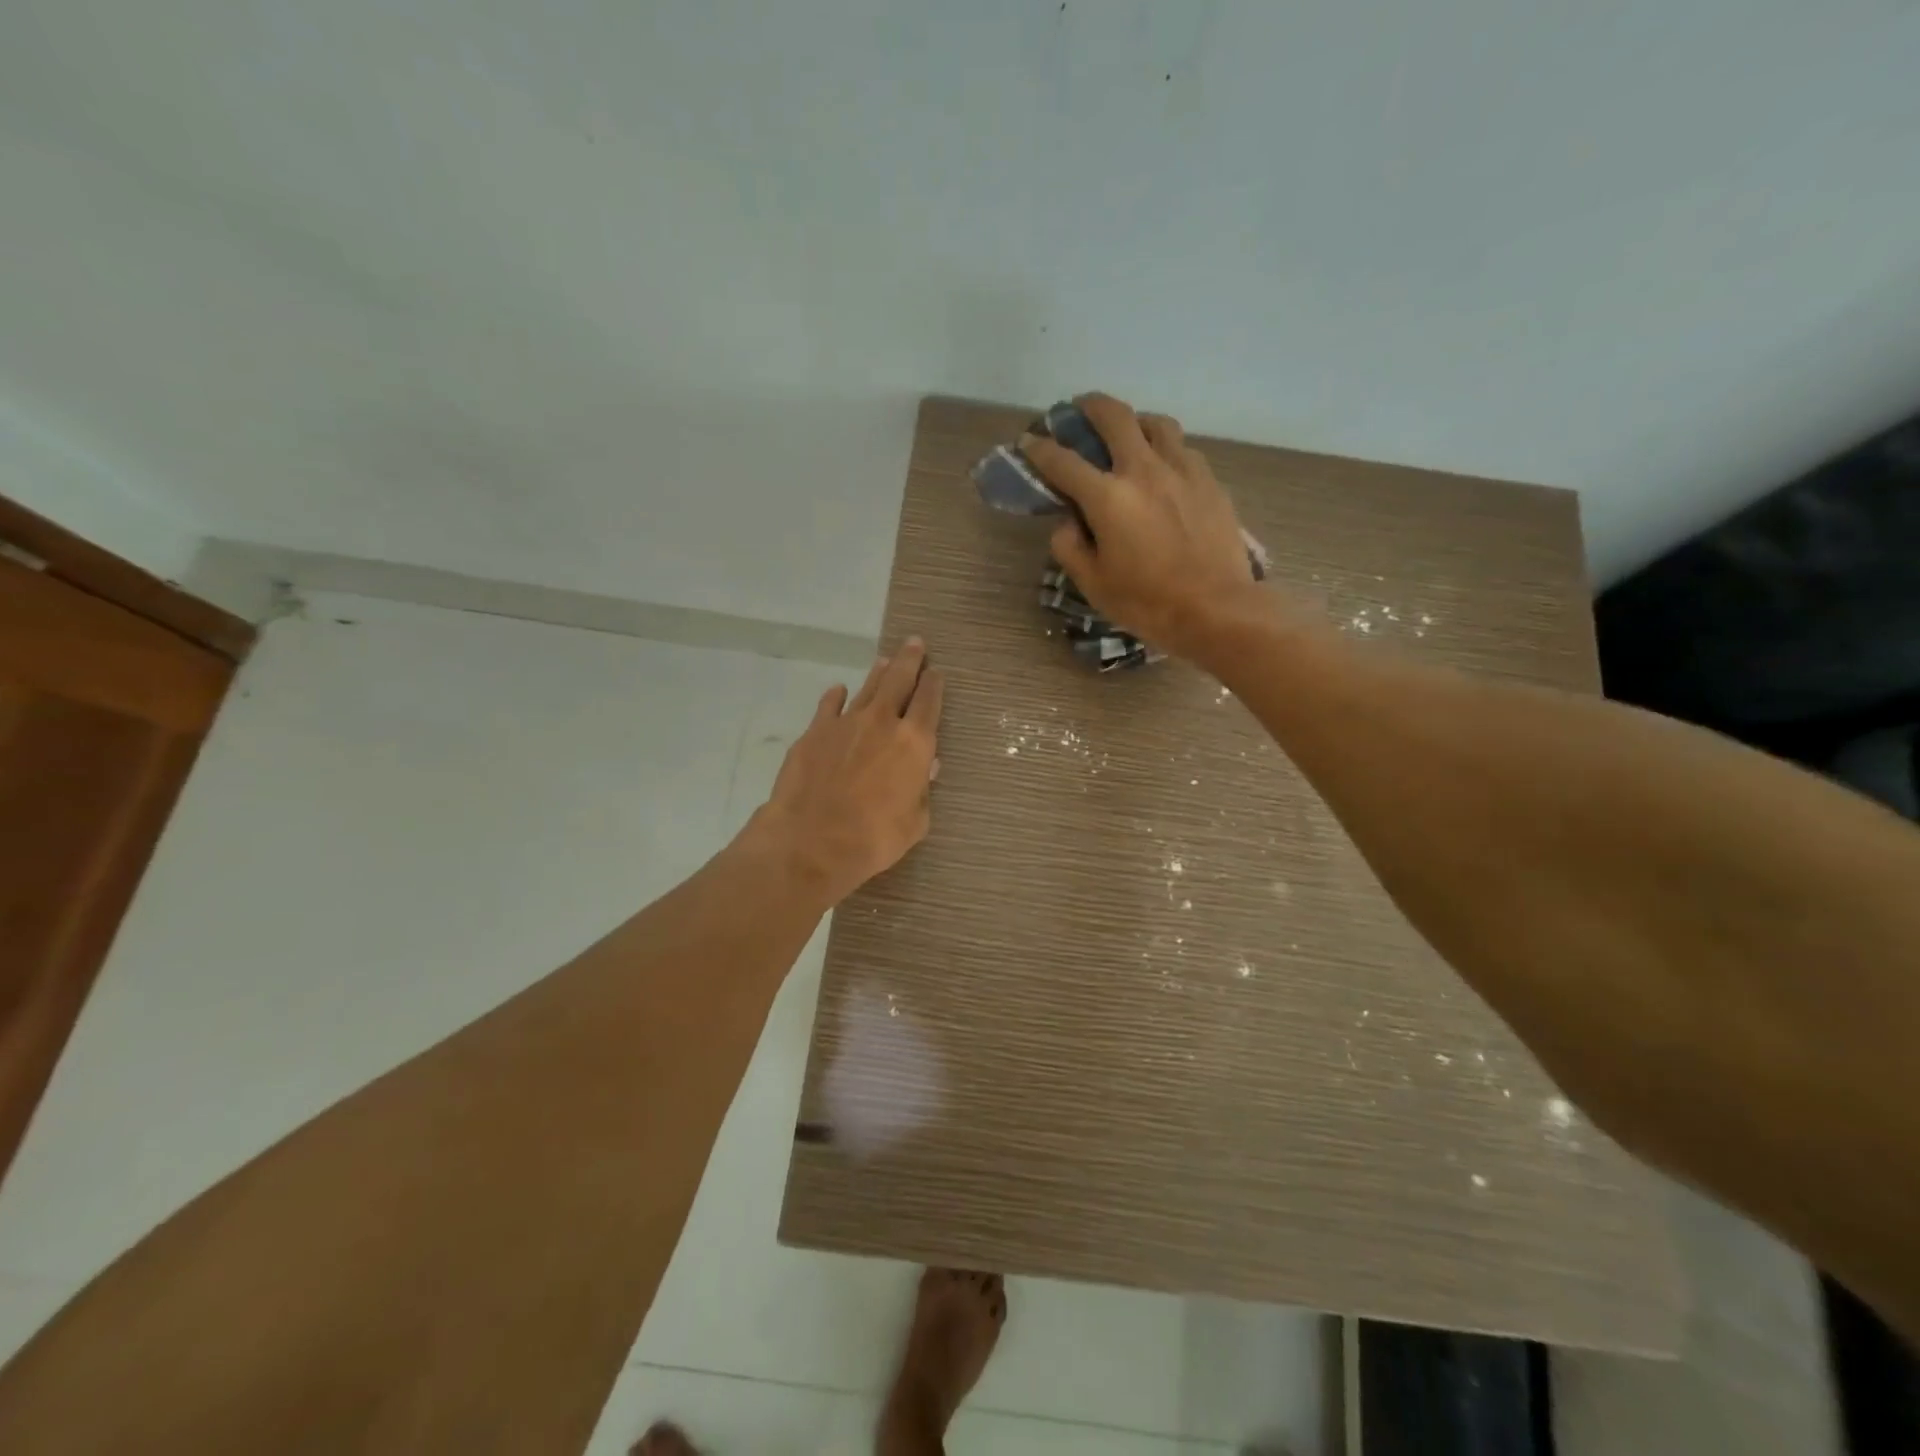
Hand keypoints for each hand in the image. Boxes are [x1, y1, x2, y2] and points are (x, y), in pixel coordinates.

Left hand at [751, 640, 943, 904]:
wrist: (810, 841)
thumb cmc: (873, 838)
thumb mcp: (914, 822)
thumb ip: (921, 791)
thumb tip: (925, 768)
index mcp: (914, 743)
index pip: (929, 701)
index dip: (934, 684)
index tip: (936, 672)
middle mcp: (882, 722)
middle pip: (900, 680)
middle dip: (910, 660)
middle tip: (915, 643)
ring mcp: (845, 723)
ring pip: (867, 687)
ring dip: (879, 673)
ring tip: (885, 660)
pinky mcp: (814, 732)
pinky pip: (830, 705)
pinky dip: (837, 696)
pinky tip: (839, 691)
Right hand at [1021, 394, 1263, 659]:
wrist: (1217, 609)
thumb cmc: (1148, 602)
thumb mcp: (1093, 584)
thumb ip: (1070, 547)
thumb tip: (1067, 523)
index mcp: (1108, 497)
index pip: (1063, 461)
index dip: (1040, 449)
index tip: (1028, 443)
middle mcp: (1143, 470)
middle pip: (1115, 416)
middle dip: (1090, 406)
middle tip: (1079, 409)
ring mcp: (1182, 470)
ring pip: (1156, 423)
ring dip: (1134, 421)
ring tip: (1128, 433)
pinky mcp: (1210, 481)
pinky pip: (1183, 449)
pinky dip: (1165, 448)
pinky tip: (1163, 468)